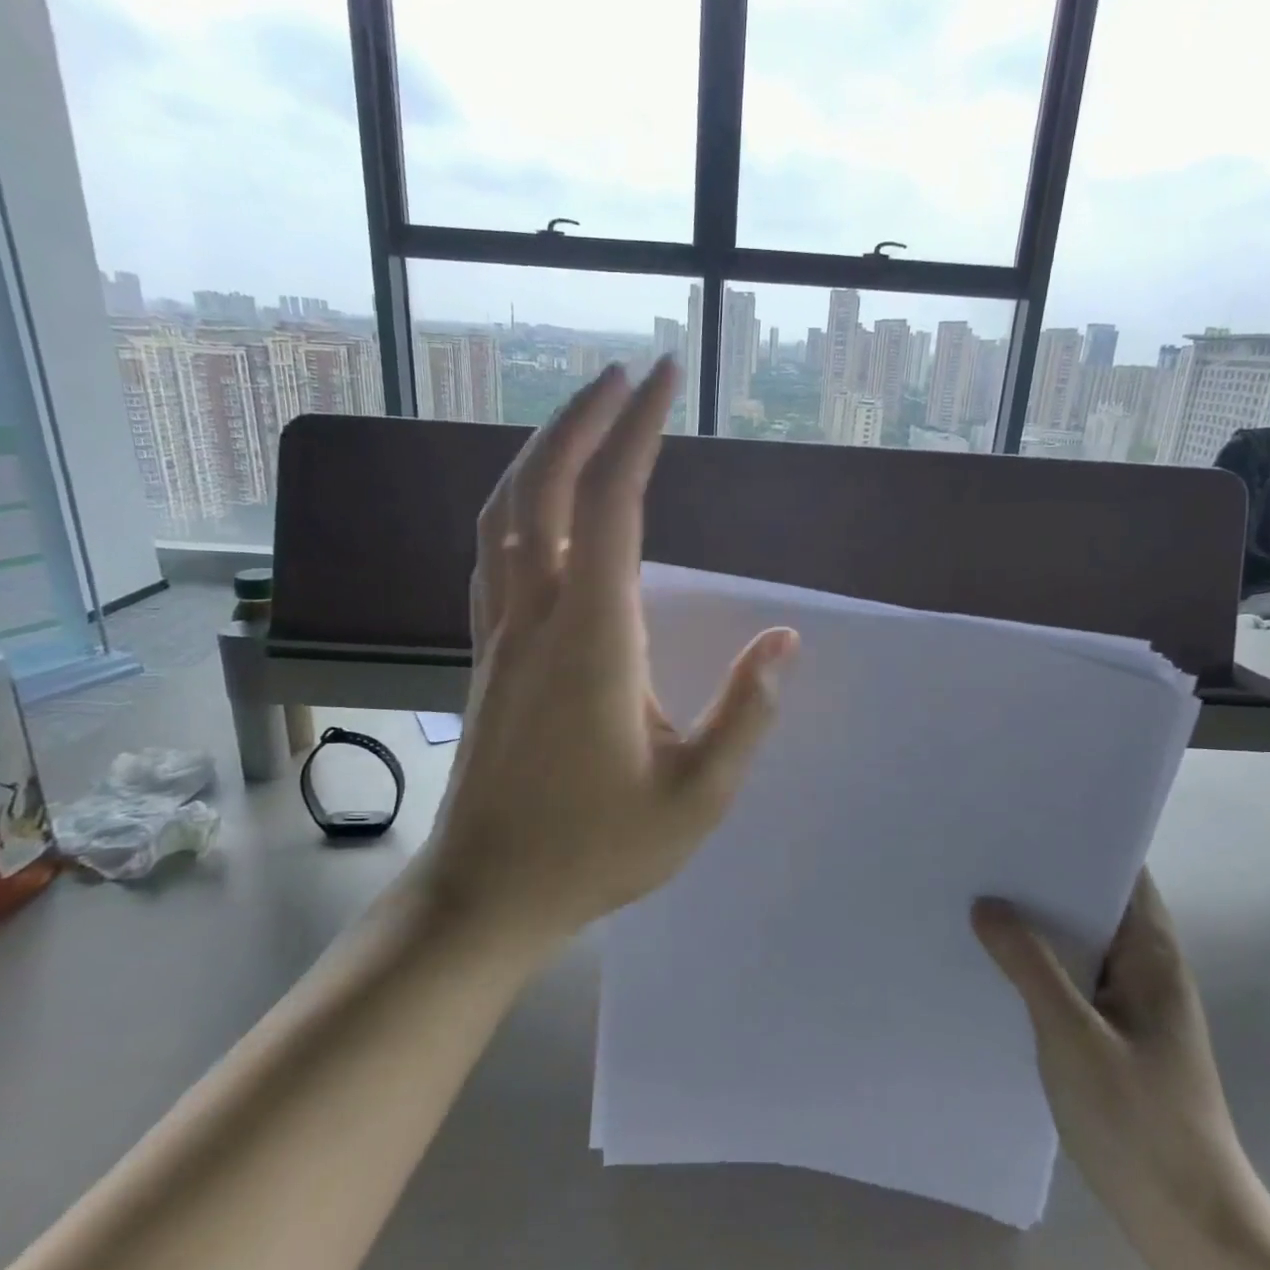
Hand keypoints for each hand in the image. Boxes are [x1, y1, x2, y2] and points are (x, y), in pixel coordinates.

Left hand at [426, 358, 797, 941]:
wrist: (484, 895)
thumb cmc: (593, 852)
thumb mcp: (695, 798)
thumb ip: (745, 716)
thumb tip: (785, 644)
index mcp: (592, 639)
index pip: (612, 506)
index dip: (637, 432)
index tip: (662, 377)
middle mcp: (535, 616)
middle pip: (543, 488)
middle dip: (582, 419)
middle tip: (623, 375)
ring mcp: (498, 632)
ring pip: (503, 513)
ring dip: (541, 452)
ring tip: (582, 418)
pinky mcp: (484, 653)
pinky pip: (490, 553)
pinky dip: (514, 505)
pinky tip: (537, 504)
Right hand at [973, 873, 1265, 1241]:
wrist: (1191, 1226)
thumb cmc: (1140, 1122)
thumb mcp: (1073, 1036)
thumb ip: (1029, 965)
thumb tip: (986, 903)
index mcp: (1152, 955)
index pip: (1122, 871)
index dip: (1079, 839)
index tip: (1024, 818)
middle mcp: (1146, 968)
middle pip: (1096, 902)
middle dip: (1045, 877)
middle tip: (985, 851)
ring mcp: (1133, 1004)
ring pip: (1082, 942)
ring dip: (1040, 922)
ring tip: (980, 894)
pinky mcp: (1116, 1034)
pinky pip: (1075, 977)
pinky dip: (1042, 961)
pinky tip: (998, 960)